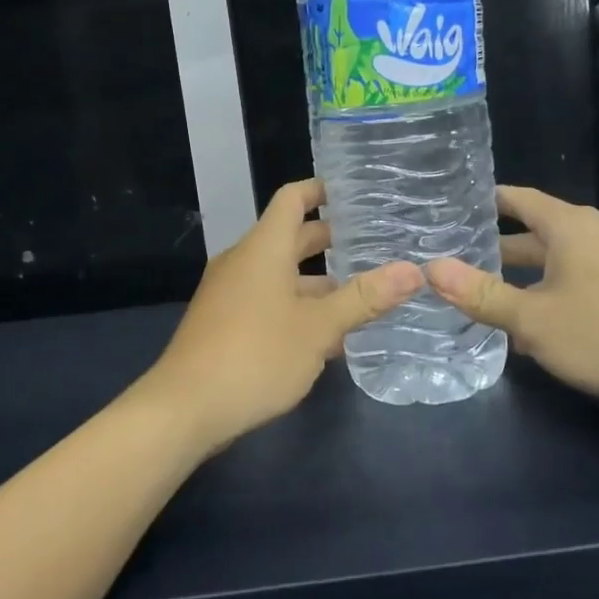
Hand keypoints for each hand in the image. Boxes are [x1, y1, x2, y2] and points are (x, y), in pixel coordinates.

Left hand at [141, 178, 423, 454]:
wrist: (185, 408)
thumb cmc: (255, 356)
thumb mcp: (318, 328)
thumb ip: (365, 298)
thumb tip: (414, 271)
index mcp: (264, 249)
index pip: (293, 199)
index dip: (321, 189)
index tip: (355, 192)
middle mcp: (244, 262)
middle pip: (290, 238)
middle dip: (330, 240)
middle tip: (375, 244)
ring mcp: (230, 294)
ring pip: (281, 275)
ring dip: (318, 282)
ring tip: (362, 293)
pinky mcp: (225, 324)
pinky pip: (268, 301)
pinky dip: (298, 306)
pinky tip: (327, 335)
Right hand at [426, 185, 598, 414]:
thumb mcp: (532, 319)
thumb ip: (480, 294)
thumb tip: (430, 269)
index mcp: (572, 226)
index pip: (520, 199)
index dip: (488, 200)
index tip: (458, 205)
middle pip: (540, 231)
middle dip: (503, 247)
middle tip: (463, 258)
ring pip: (564, 258)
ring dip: (530, 274)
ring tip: (494, 293)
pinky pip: (586, 276)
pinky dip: (558, 288)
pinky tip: (543, 321)